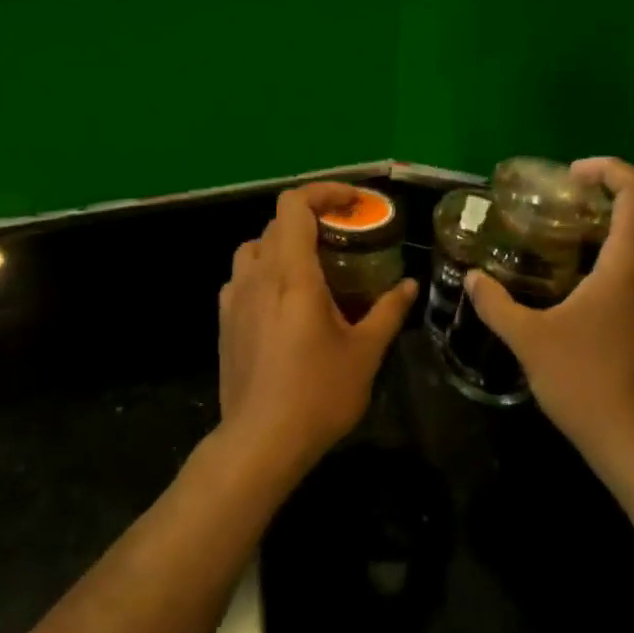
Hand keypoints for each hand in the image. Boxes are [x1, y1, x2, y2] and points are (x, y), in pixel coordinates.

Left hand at [217, 184, 417, 476]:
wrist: (261, 440)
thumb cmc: (318, 393)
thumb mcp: (365, 352)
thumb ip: (388, 311)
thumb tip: (409, 285)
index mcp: (292, 273)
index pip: (294, 205)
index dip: (324, 192)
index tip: (354, 204)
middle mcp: (258, 275)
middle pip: (277, 223)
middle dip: (312, 220)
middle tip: (344, 239)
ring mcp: (235, 297)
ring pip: (255, 247)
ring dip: (284, 244)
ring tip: (313, 267)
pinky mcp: (224, 320)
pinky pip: (243, 277)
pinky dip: (266, 272)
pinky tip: (285, 302)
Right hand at [462, 158, 633, 474]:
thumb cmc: (589, 384)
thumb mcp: (530, 341)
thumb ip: (496, 304)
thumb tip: (473, 278)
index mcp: (630, 265)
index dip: (608, 169)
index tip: (571, 176)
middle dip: (592, 211)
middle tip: (548, 220)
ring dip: (599, 247)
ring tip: (555, 260)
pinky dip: (611, 275)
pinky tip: (576, 304)